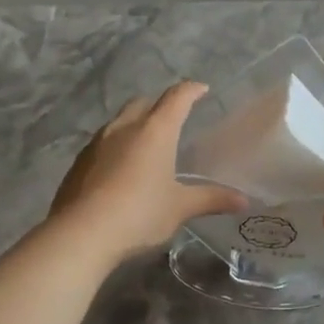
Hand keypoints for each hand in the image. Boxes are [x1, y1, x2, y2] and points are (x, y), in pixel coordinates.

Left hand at [49, 82, 246, 264]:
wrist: (82, 233)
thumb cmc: (140, 213)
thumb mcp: (180, 208)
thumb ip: (211, 199)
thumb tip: (243, 200)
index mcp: (155, 131)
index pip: (177, 98)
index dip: (191, 91)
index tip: (202, 89)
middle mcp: (124, 128)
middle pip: (143, 103)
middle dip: (159, 105)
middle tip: (172, 118)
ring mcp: (97, 143)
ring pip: (119, 121)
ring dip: (134, 125)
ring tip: (146, 144)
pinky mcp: (79, 162)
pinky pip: (102, 144)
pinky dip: (116, 147)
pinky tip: (120, 169)